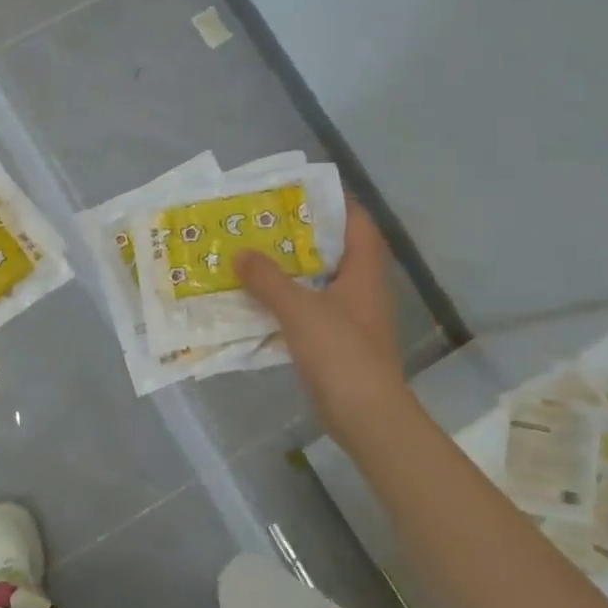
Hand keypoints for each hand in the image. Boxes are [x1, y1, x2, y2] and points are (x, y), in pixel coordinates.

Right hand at [235, 199, 406, 450]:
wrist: (366, 415)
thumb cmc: (340, 353)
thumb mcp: (300, 310)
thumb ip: (268, 280)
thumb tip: (240, 254)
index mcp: (363, 274)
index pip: (358, 224)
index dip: (337, 203)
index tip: (303, 191)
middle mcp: (361, 291)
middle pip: (336, 252)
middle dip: (303, 236)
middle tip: (266, 223)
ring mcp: (351, 320)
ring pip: (320, 283)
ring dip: (292, 271)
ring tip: (256, 257)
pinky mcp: (337, 344)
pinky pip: (310, 312)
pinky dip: (287, 303)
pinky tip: (260, 303)